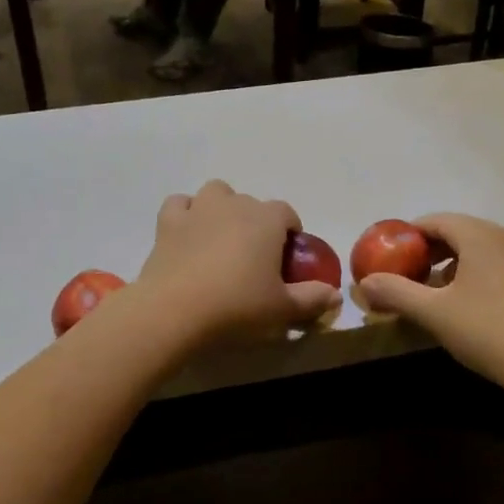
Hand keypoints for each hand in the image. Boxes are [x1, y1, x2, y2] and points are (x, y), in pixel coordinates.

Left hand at [133, 181, 341, 347]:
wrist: (175, 310)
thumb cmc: (237, 306)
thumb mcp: (282, 309)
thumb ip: (312, 299)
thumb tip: (335, 297)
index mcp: (266, 219)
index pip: (286, 212)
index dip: (289, 230)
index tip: (286, 257)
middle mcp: (234, 204)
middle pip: (251, 203)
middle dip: (256, 222)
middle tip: (254, 257)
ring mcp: (198, 209)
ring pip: (216, 193)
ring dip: (222, 208)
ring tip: (221, 238)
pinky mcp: (168, 222)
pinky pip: (180, 204)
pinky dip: (186, 213)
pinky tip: (188, 233)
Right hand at [354, 213, 503, 394]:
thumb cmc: (486, 330)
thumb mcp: (432, 312)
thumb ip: (396, 292)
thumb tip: (364, 283)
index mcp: (480, 235)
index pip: (435, 221)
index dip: (408, 236)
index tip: (389, 256)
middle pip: (458, 231)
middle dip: (429, 250)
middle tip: (407, 274)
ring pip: (480, 248)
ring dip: (453, 262)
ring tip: (434, 289)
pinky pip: (498, 263)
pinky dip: (476, 272)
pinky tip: (467, 302)